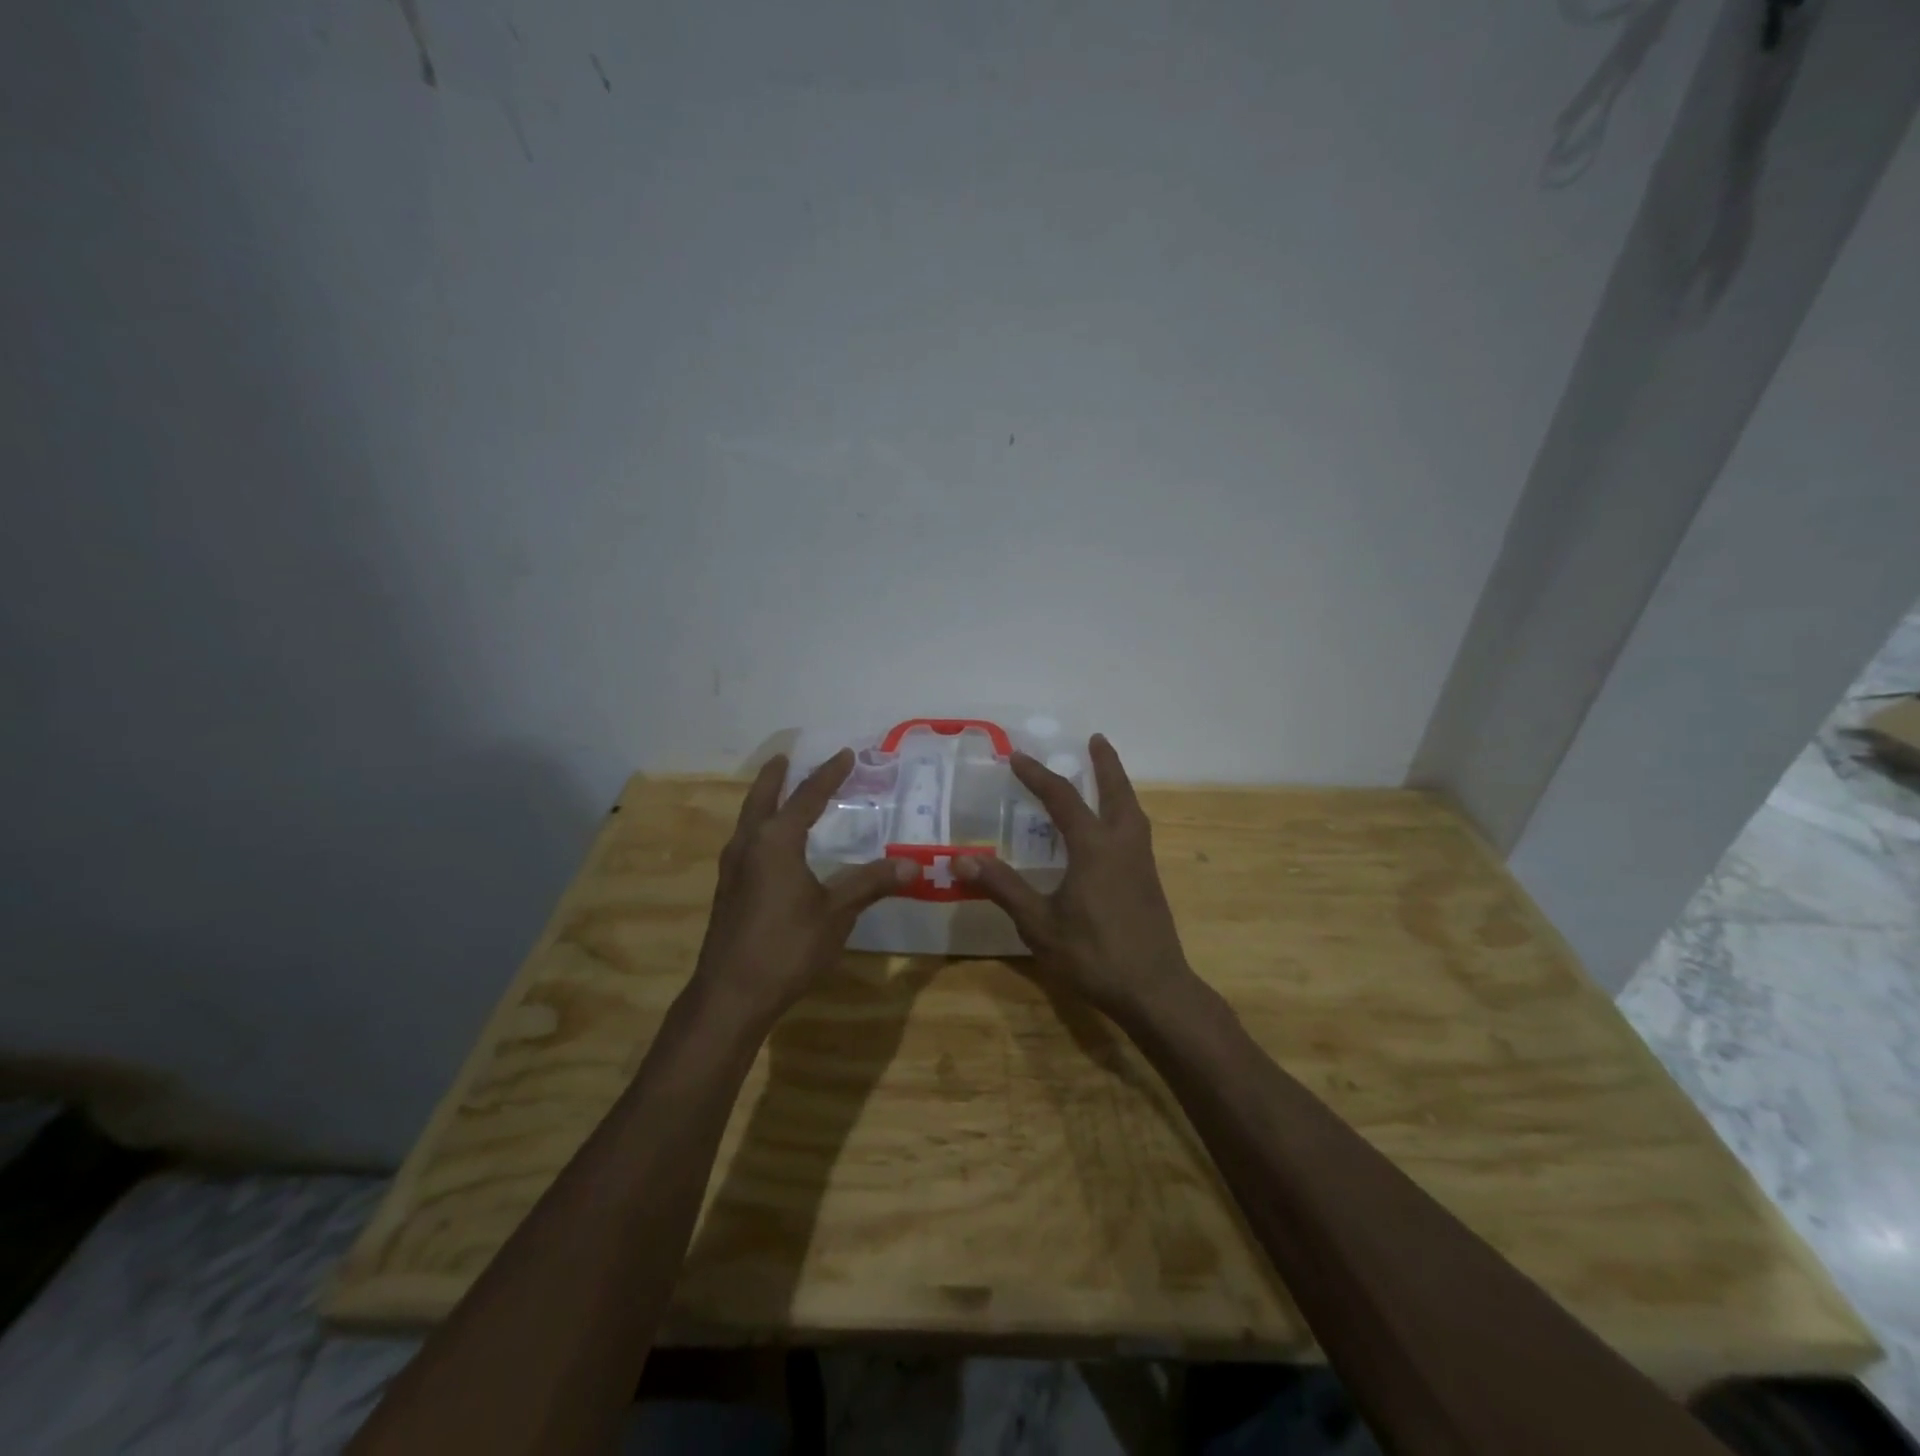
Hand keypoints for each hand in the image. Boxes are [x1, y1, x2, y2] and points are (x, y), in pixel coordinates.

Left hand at [691, 750, 913, 1028]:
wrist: (731, 995)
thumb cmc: (787, 947)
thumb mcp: (837, 913)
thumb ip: (871, 883)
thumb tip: (914, 864)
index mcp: (776, 841)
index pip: (807, 797)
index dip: (829, 775)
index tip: (845, 754)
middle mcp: (748, 845)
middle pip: (762, 799)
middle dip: (776, 777)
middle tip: (787, 758)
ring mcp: (732, 869)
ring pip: (748, 821)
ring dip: (763, 802)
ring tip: (778, 794)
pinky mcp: (727, 891)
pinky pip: (745, 843)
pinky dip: (759, 828)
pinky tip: (769, 847)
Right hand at [957, 734, 1196, 1023]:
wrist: (1155, 991)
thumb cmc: (1093, 955)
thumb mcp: (1039, 924)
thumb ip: (1003, 887)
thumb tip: (961, 857)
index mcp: (1095, 847)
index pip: (1063, 798)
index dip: (1038, 775)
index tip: (1018, 757)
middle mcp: (1122, 845)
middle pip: (1116, 792)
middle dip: (1105, 763)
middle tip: (1096, 739)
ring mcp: (1141, 863)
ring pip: (1132, 810)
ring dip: (1118, 787)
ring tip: (1107, 777)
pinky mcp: (1149, 882)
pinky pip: (1136, 831)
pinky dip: (1124, 812)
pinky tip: (1113, 830)